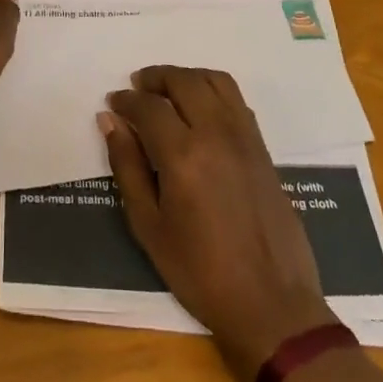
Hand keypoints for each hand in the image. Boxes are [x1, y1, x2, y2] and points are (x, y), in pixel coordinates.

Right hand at [102, 65, 336, 369]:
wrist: (272, 305)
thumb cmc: (201, 273)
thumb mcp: (149, 226)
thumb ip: (127, 167)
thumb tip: (110, 121)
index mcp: (183, 155)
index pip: (148, 106)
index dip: (126, 100)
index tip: (113, 104)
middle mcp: (215, 134)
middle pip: (183, 81)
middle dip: (155, 77)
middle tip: (137, 87)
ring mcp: (244, 137)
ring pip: (214, 81)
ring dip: (186, 76)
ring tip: (168, 90)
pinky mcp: (262, 148)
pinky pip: (236, 99)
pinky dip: (212, 89)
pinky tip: (200, 109)